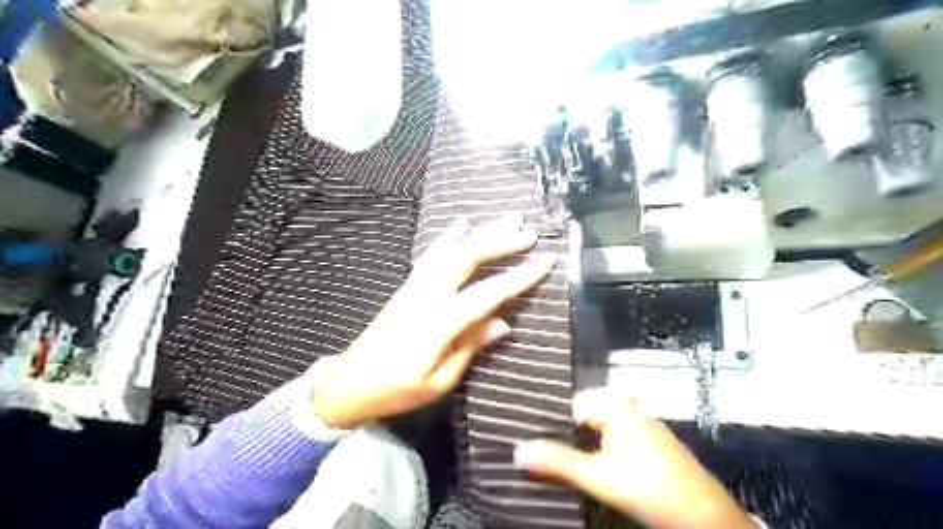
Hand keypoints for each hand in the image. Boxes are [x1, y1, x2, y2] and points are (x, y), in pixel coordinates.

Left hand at [312, 215, 553, 429]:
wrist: (349, 382)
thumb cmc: (396, 390)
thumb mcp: (439, 381)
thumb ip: (470, 347)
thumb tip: (503, 323)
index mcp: (440, 322)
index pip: (488, 293)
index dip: (519, 277)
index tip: (545, 260)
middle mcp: (428, 295)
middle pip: (467, 258)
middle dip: (500, 242)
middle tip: (528, 232)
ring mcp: (415, 286)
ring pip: (451, 250)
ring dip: (480, 232)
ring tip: (506, 219)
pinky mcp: (408, 286)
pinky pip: (432, 255)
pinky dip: (448, 237)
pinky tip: (461, 224)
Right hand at [512, 389, 756, 528]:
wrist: (705, 518)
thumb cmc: (649, 488)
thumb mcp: (598, 477)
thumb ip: (558, 463)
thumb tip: (517, 451)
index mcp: (616, 405)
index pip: (571, 406)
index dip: (549, 423)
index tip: (530, 436)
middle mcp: (630, 408)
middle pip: (585, 416)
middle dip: (564, 432)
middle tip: (540, 448)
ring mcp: (643, 426)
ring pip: (600, 428)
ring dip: (581, 442)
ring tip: (559, 457)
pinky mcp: (651, 444)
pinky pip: (615, 438)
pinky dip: (599, 449)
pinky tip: (593, 465)